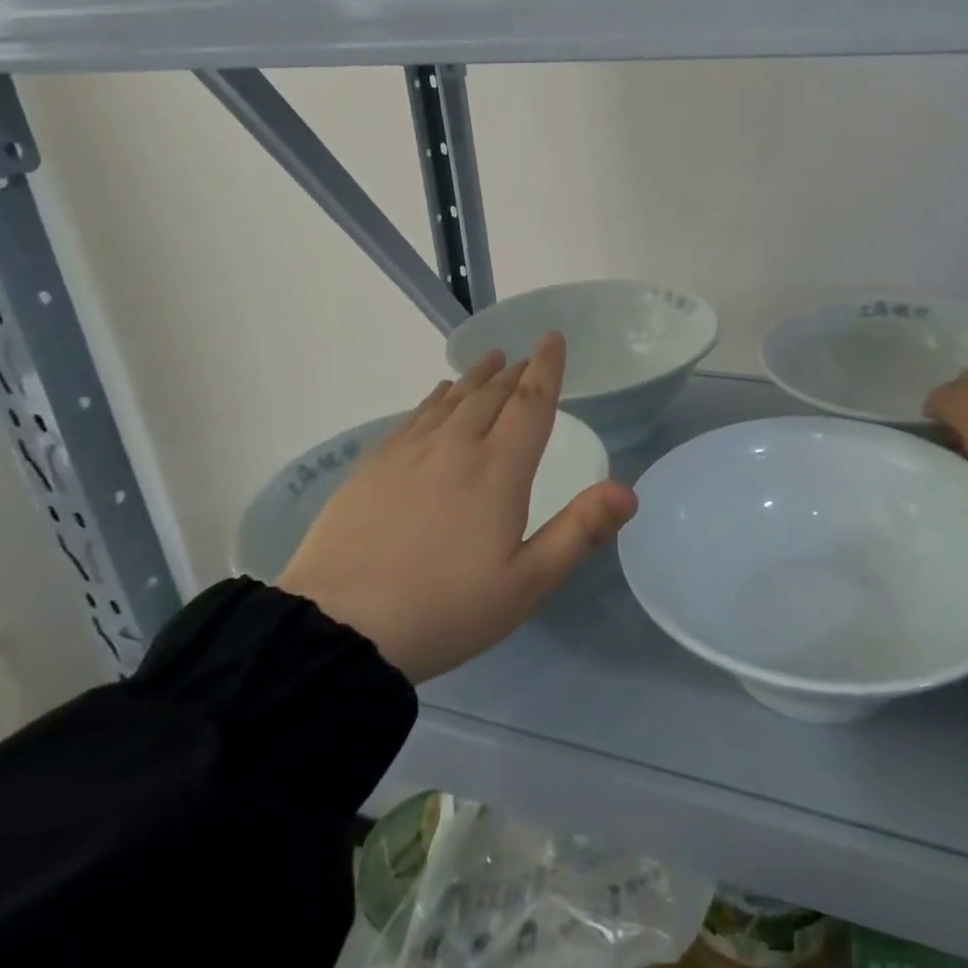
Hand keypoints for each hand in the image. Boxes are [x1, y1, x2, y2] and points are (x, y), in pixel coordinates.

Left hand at [278, 333, 637, 682]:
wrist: (339, 628)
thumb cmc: (445, 609)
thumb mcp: (526, 583)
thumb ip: (579, 532)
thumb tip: (628, 491)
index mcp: (498, 471)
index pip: (530, 404)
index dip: (546, 369)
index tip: (553, 338)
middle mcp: (455, 448)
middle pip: (490, 396)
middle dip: (513, 372)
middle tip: (524, 356)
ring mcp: (408, 454)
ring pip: (450, 400)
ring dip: (475, 378)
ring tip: (488, 361)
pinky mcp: (372, 467)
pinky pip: (412, 416)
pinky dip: (434, 398)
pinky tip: (436, 396)